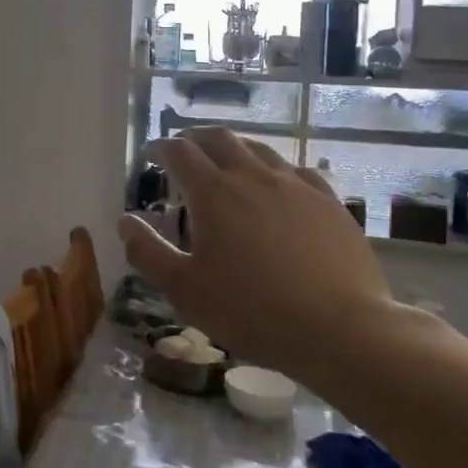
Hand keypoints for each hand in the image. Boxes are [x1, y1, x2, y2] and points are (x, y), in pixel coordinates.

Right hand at [118, 128, 393, 371]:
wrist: (342, 329)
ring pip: (259, 149)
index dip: (161, 148)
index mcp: (213, 193)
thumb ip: (148, 253)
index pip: (180, 152)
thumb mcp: (185, 291)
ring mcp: (296, 186)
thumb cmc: (252, 311)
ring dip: (234, 149)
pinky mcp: (329, 203)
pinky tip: (278, 186)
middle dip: (196, 138)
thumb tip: (125, 221)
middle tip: (184, 149)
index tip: (151, 155)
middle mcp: (253, 176)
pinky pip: (296, 171)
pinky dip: (275, 170)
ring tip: (226, 163)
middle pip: (220, 138)